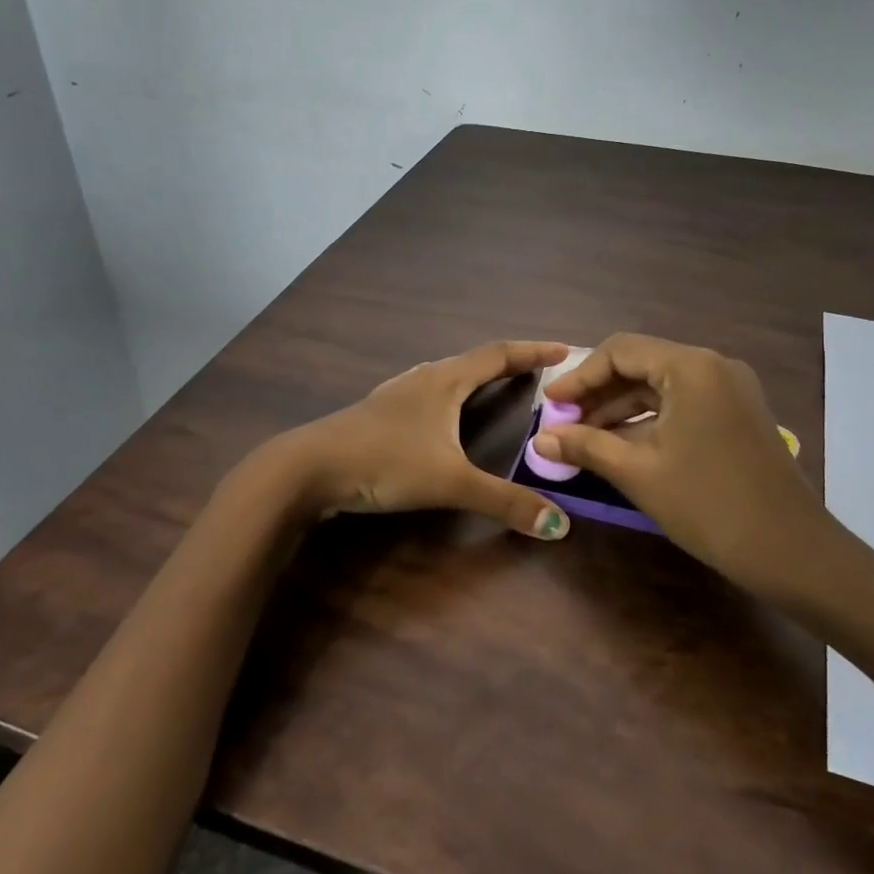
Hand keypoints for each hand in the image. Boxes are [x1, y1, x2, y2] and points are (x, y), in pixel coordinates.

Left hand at [272, 340, 574, 539]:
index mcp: (445, 381)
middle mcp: (423, 378)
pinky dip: (450, 394)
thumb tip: (559, 524)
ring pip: (447, 374)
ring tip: (496, 386)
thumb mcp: (450, 482)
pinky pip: (427, 392)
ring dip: (476, 376)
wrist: (307, 468)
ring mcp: (397, 394)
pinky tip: (441, 414)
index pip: (499, 355)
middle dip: (509, 363)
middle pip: (474, 360)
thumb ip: (504, 502)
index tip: (566, 349)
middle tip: (539, 372)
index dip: (533, 351)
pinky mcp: (378, 413)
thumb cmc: (384, 461)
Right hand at [535, 333, 833, 599]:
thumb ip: (586, 445)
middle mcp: (713, 366)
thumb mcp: (638, 472)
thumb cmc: (708, 504)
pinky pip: (683, 404)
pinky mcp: (737, 415)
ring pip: (661, 386)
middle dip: (599, 393)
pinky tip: (621, 446)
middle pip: (642, 364)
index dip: (579, 376)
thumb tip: (540, 439)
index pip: (620, 350)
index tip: (550, 405)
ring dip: (621, 409)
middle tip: (563, 424)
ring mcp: (730, 390)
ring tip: (584, 439)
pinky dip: (649, 420)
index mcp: (691, 367)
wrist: (790, 550)